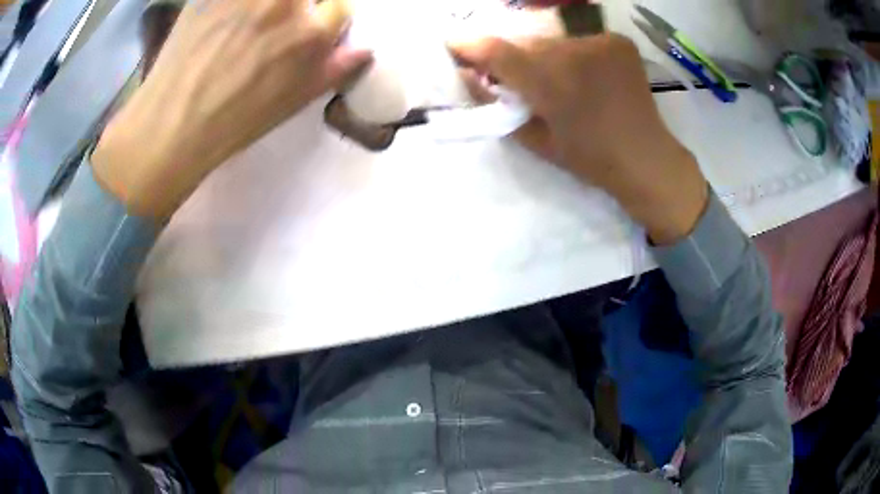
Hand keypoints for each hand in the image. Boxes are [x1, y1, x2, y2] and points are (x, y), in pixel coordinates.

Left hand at [93, 0, 371, 219]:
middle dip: (299, 9)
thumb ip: (332, 70)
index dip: (325, 21)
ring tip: (249, 25)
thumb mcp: (291, 103)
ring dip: (267, 7)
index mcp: (309, 34)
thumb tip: (364, 50)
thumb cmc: (233, 121)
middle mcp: (284, 3)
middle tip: (272, 28)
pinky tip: (226, 20)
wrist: (170, 125)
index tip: (308, 31)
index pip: (340, 7)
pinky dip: (234, 4)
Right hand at [450, 34, 707, 243]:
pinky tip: (583, 71)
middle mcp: (573, 52)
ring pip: (553, 39)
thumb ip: (499, 107)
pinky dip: (573, 51)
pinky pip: (580, 38)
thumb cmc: (590, 158)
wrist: (646, 158)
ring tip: (556, 77)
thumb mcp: (536, 141)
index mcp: (551, 83)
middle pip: (525, 42)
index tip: (452, 44)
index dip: (469, 45)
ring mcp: (599, 42)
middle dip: (513, 55)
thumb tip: (472, 78)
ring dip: (544, 54)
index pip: (497, 52)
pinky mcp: (618, 40)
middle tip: (514, 74)